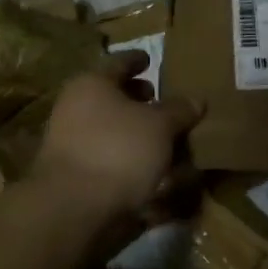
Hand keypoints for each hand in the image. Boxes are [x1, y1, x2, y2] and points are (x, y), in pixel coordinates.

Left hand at [31, 52, 202, 221]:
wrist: (72, 208)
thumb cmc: (118, 150)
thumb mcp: (160, 126)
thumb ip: (179, 110)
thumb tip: (196, 99)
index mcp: (93, 84)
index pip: (120, 62)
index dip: (138, 60)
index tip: (151, 60)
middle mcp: (76, 107)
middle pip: (112, 96)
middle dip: (138, 99)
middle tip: (162, 102)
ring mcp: (71, 141)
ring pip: (110, 127)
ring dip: (136, 131)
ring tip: (165, 139)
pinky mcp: (74, 173)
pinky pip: (108, 155)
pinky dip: (128, 157)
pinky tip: (151, 168)